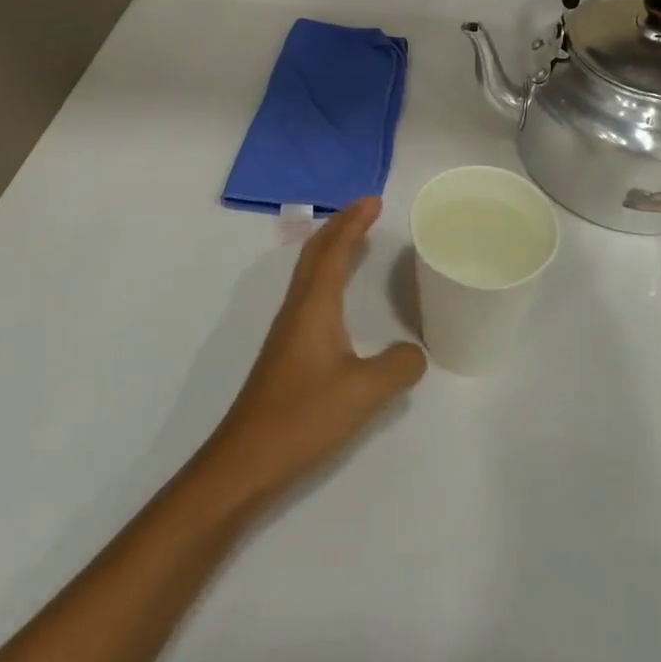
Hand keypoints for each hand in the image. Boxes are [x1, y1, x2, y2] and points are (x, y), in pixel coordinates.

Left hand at [201, 198, 426, 509]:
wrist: (245, 462)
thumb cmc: (302, 417)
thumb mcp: (363, 393)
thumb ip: (398, 368)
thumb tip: (415, 353)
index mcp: (314, 305)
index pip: (335, 249)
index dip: (354, 222)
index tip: (374, 200)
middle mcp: (298, 308)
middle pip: (317, 252)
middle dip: (341, 225)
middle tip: (368, 209)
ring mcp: (288, 331)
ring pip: (311, 272)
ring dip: (332, 248)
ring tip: (356, 240)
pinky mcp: (287, 353)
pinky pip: (311, 294)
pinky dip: (328, 276)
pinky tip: (339, 297)